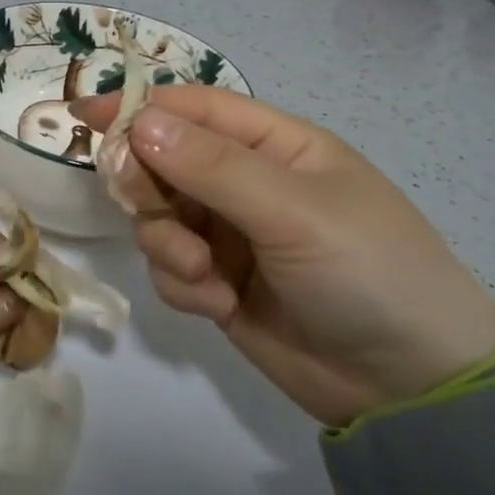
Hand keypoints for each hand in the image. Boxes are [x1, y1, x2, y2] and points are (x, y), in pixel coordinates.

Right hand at [75, 87, 494, 425]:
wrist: (411, 387)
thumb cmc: (368, 272)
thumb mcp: (294, 211)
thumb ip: (213, 167)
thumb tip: (139, 123)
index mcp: (275, 145)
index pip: (194, 109)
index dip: (139, 107)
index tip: (83, 116)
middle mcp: (246, 183)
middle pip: (163, 162)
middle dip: (149, 188)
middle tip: (152, 211)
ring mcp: (229, 235)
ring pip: (158, 218)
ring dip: (167, 244)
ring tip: (205, 276)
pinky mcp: (217, 283)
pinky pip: (169, 268)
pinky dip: (182, 284)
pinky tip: (219, 306)